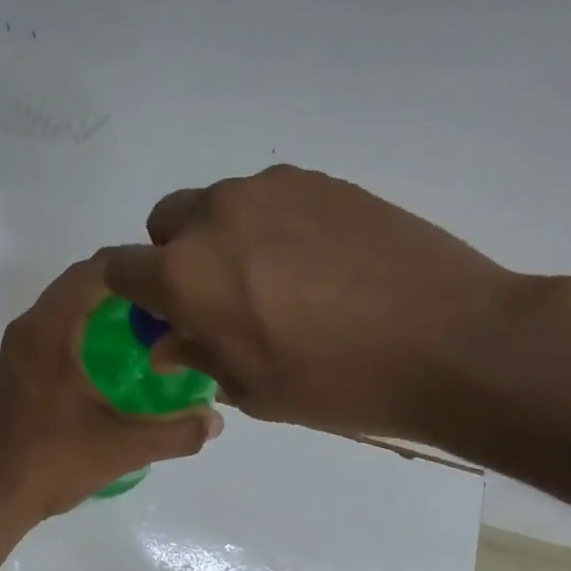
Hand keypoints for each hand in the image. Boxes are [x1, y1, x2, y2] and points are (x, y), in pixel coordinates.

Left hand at [0, 254, 222, 522]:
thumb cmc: (54, 461)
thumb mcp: (124, 447)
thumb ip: (176, 432)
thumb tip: (215, 421)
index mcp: (48, 330)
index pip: (95, 270)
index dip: (136, 266)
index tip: (173, 278)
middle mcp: (28, 328)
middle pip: (79, 284)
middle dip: (124, 287)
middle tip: (168, 304)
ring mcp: (16, 350)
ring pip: (64, 308)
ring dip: (102, 309)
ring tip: (147, 327)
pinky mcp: (14, 370)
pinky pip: (53, 331)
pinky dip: (83, 330)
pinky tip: (112, 360)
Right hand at [101, 165, 521, 443]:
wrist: (449, 339)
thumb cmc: (338, 382)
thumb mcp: (255, 389)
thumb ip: (200, 355)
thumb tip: (169, 342)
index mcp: (187, 275)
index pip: (122, 267)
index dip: (130, 291)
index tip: (154, 311)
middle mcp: (217, 217)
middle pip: (166, 221)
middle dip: (174, 256)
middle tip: (217, 297)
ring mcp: (271, 191)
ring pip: (219, 205)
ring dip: (224, 237)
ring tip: (275, 279)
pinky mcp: (320, 180)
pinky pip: (268, 198)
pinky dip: (270, 225)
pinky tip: (315, 262)